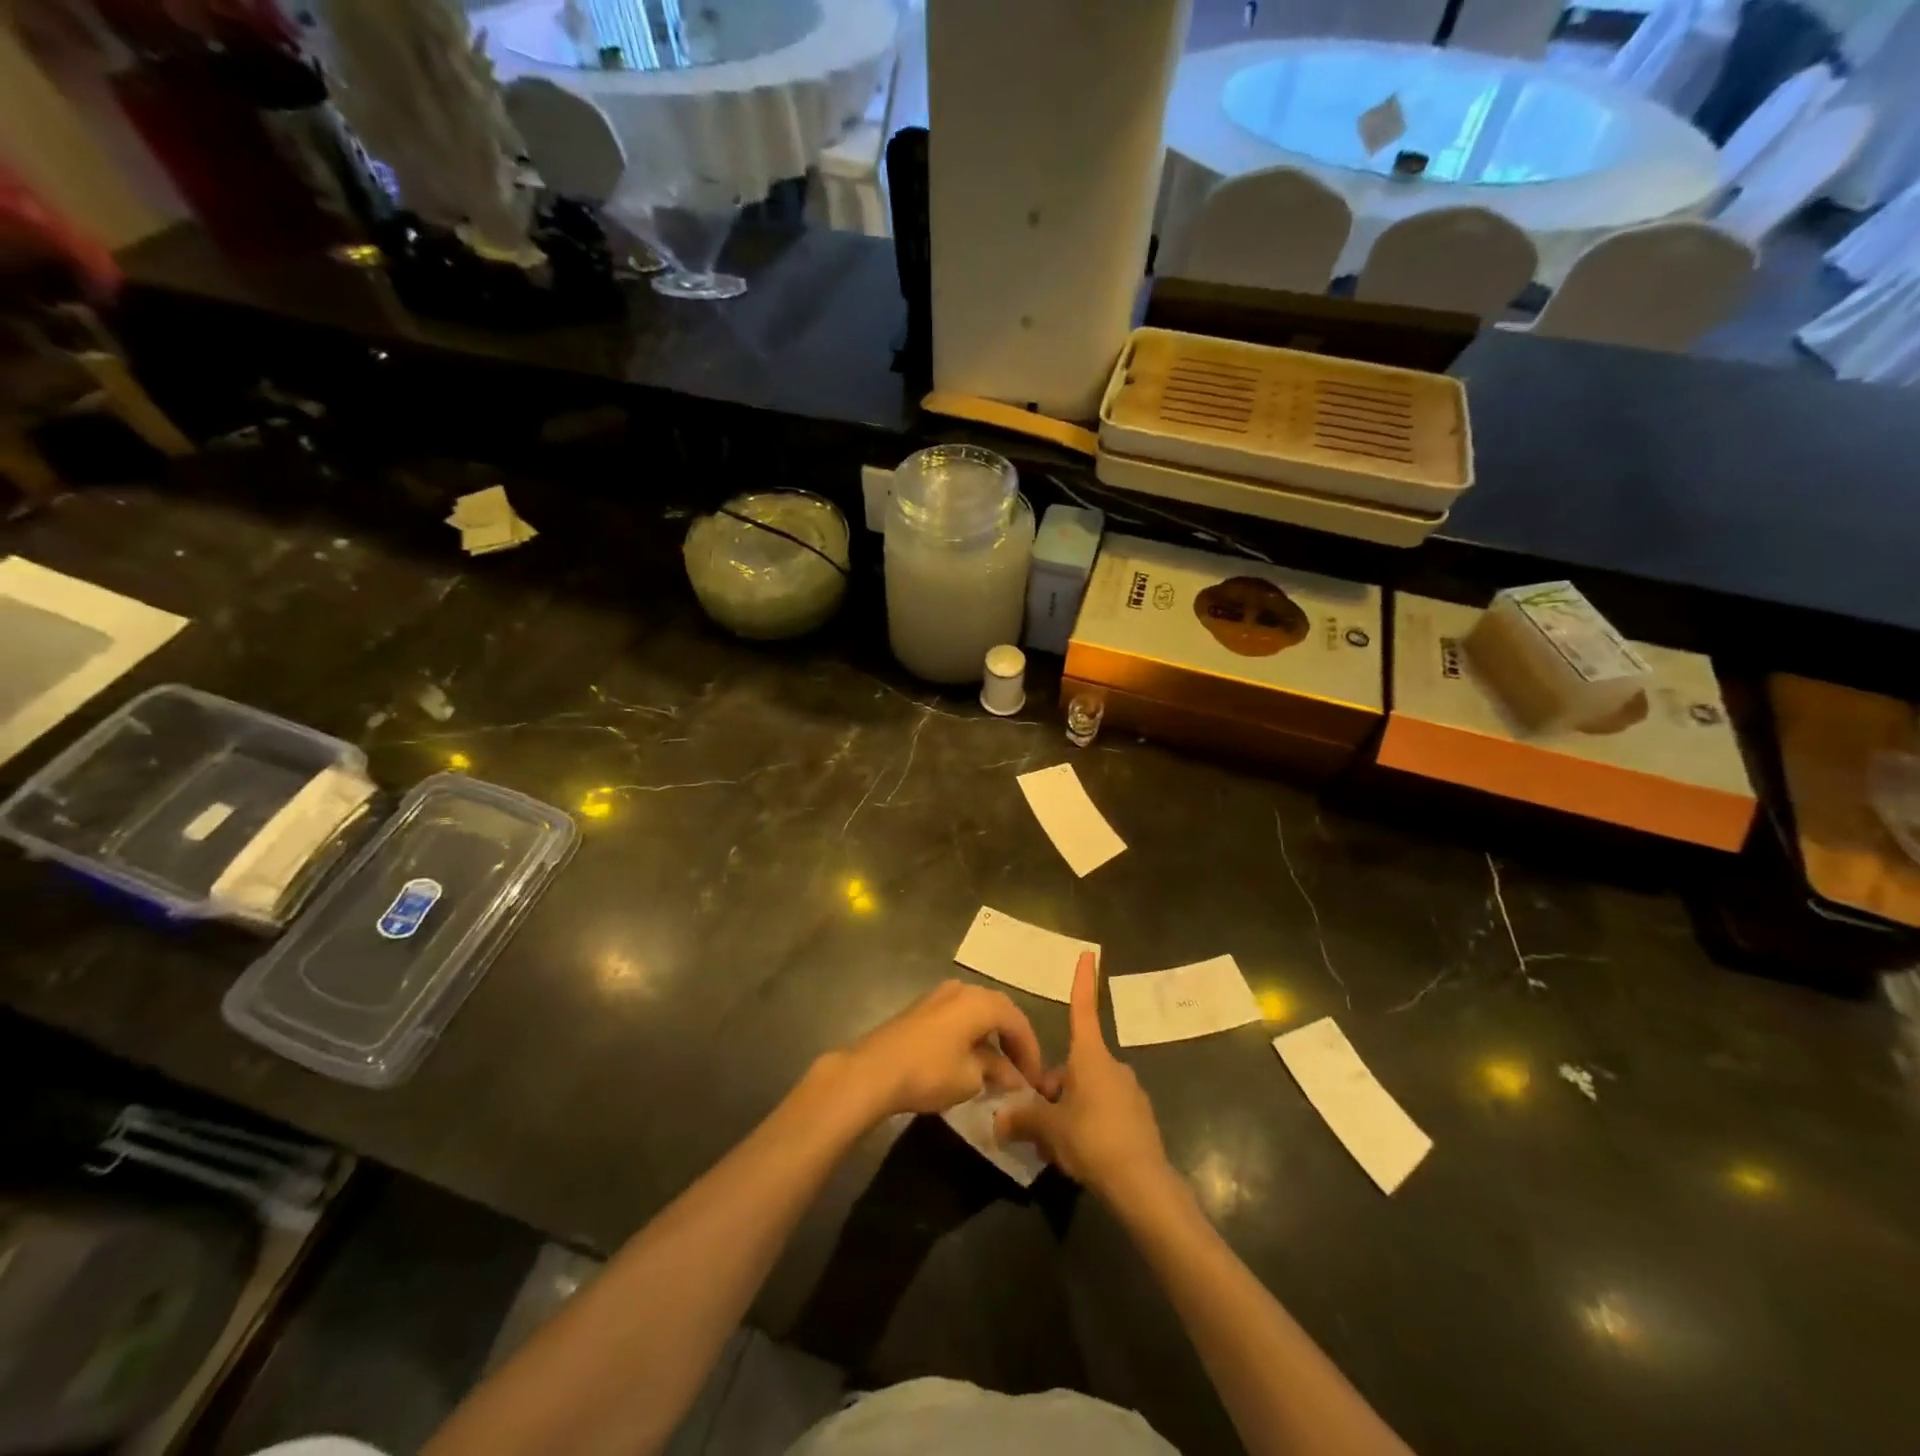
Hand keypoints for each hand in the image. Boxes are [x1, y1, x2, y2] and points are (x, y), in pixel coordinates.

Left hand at [834, 980, 1046, 1124]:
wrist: (874, 1070)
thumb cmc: (930, 1071)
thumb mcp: (971, 1077)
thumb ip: (997, 1072)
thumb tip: (1013, 1076)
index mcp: (980, 1001)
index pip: (1017, 1021)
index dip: (1031, 1051)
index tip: (1036, 1080)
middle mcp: (962, 989)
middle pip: (998, 1011)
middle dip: (1013, 1042)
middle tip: (1022, 1072)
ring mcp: (939, 996)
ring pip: (977, 1013)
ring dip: (991, 1039)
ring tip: (999, 1069)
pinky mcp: (922, 1009)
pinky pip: (958, 1017)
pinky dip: (971, 1036)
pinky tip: (971, 1060)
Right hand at [996, 952, 1170, 1201]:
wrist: (1142, 1184)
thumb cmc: (1091, 1140)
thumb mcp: (1048, 1129)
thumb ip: (1022, 1119)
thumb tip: (999, 1119)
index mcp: (1090, 1057)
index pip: (1082, 1010)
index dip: (1083, 982)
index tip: (1089, 953)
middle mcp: (1112, 1067)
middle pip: (1073, 1066)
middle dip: (1052, 1088)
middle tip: (1035, 1122)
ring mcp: (1129, 1093)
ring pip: (1087, 1092)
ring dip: (1068, 1109)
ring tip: (1054, 1147)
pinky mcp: (1139, 1119)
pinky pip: (1104, 1112)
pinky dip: (1089, 1125)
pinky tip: (1081, 1156)